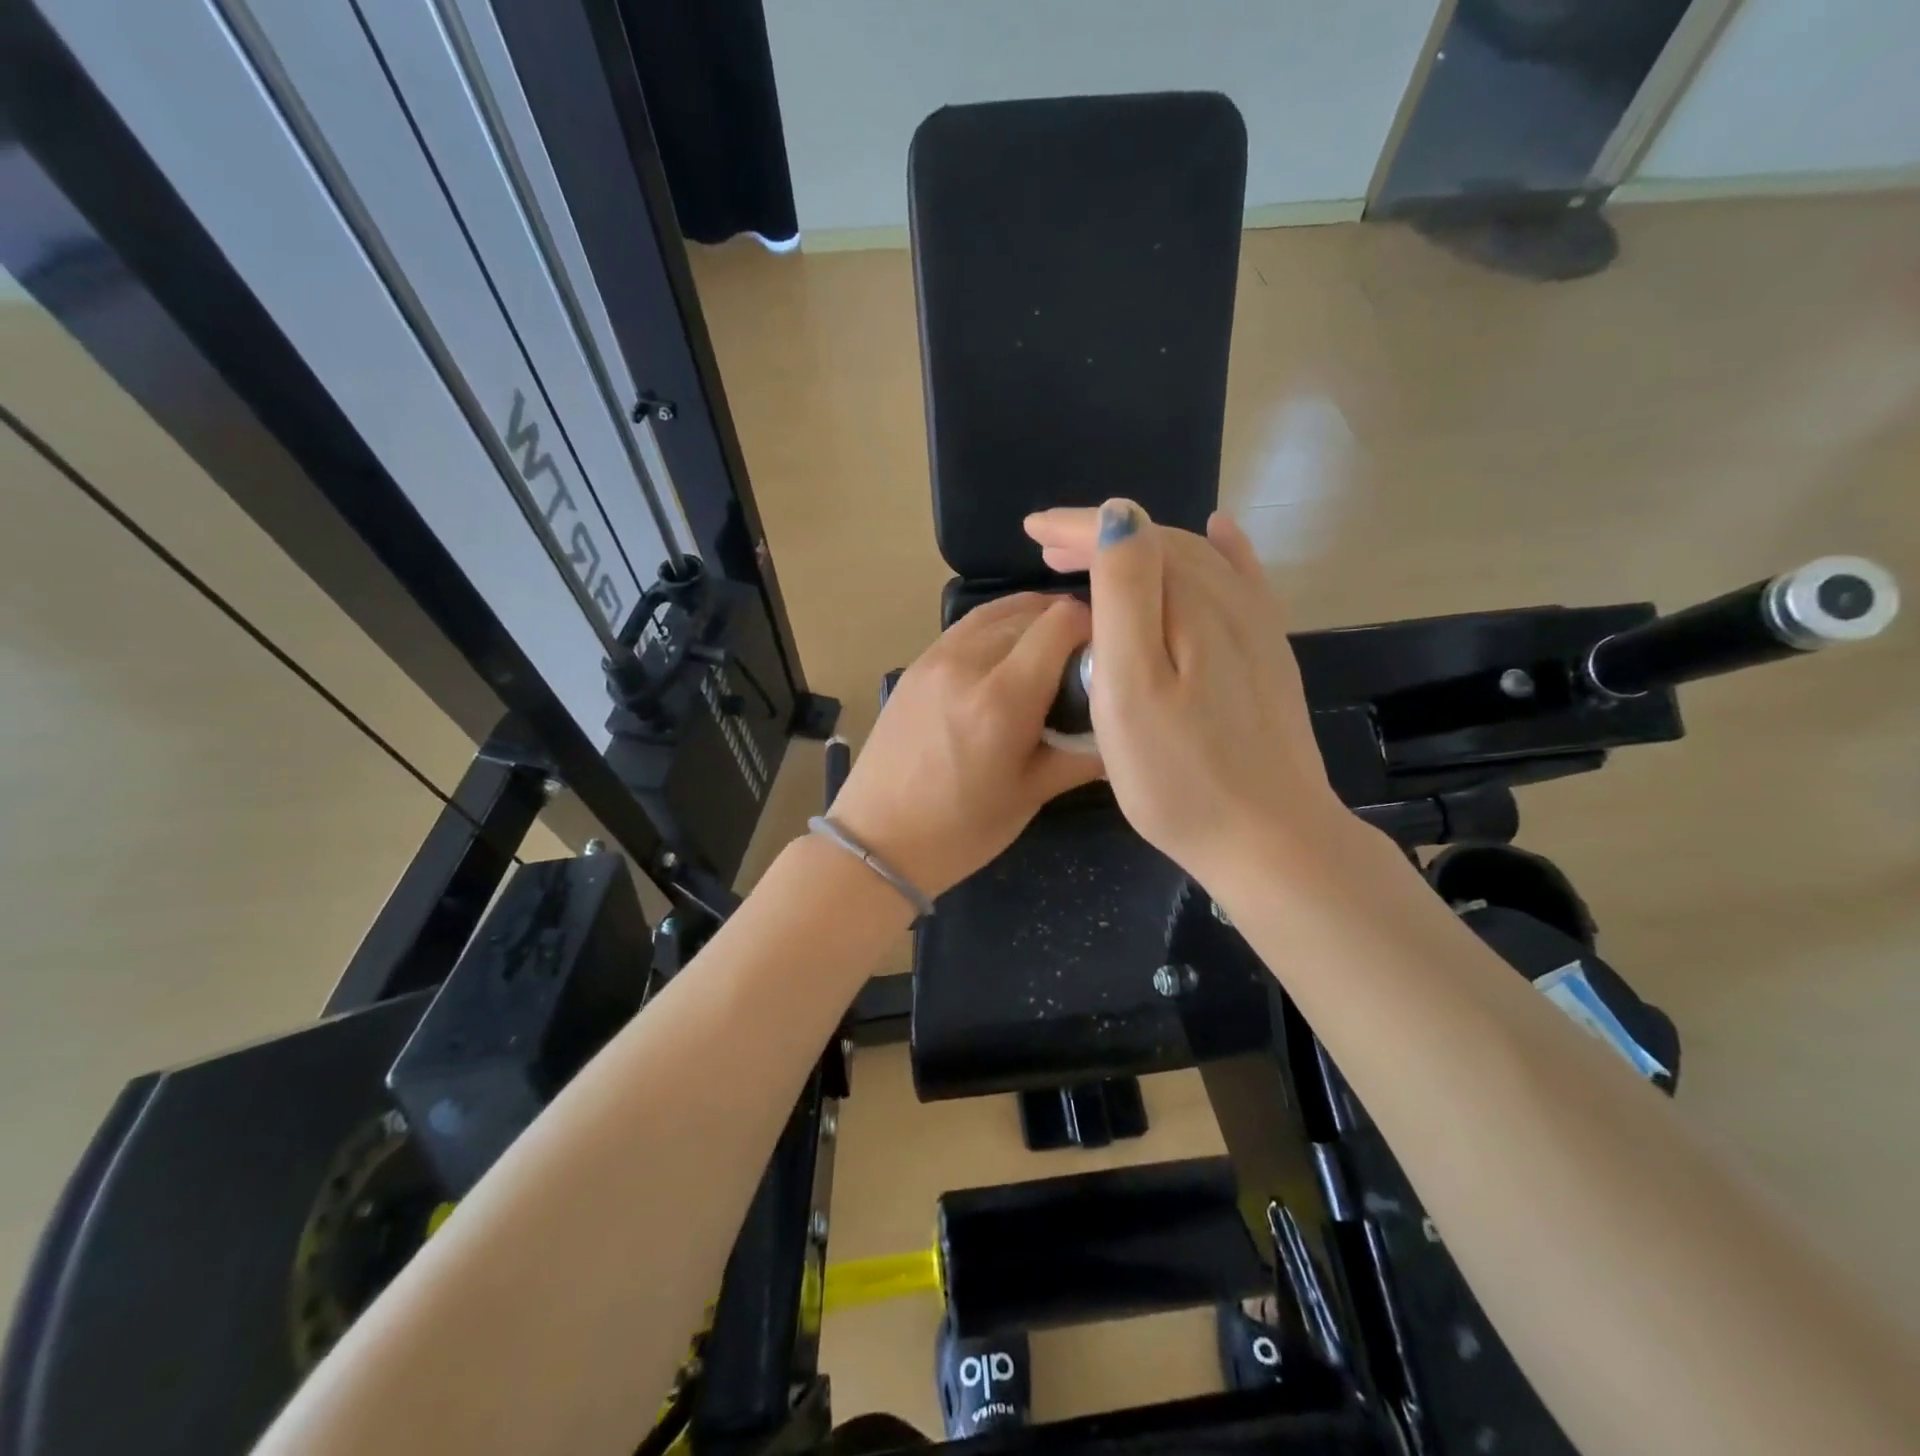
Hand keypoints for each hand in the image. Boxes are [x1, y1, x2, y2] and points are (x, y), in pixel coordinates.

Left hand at [829, 593, 1104, 898]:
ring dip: (1030, 619)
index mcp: (1002, 699)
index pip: (1061, 623)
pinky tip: (1007, 654)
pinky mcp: (915, 665)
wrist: (878, 840)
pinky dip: (996, 627)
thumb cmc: (961, 829)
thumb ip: (1082, 754)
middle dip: (1065, 625)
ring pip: (996, 612)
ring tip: (1048, 650)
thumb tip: (1124, 731)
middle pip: (1031, 612)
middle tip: (1080, 661)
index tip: (1104, 656)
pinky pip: (966, 627)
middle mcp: (967, 664)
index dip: (1093, 628)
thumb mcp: (1032, 795)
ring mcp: (935, 659)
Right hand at [1022, 500, 1345, 888]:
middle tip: (1047, 549)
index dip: (1076, 528)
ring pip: (1195, 562)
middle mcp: (1231, 601)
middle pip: (1162, 545)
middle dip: (1102, 537)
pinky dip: (1223, 550)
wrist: (1269, 839)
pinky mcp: (1269, 656)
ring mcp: (1257, 629)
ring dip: (1142, 550)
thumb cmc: (1180, 775)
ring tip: (1096, 556)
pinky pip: (1244, 582)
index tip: (1030, 529)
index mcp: (1192, 604)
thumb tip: (1119, 516)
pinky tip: (1220, 533)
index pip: (1130, 539)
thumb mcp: (1132, 685)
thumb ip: (1125, 595)